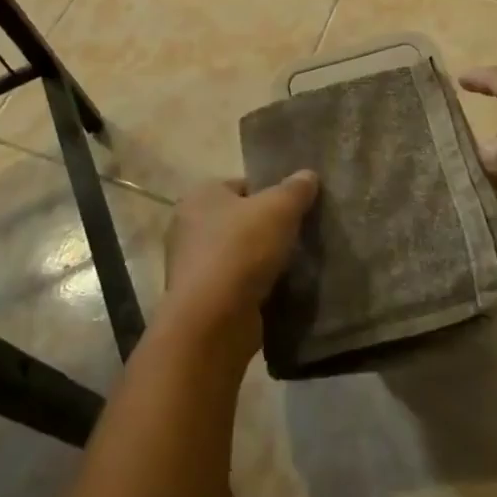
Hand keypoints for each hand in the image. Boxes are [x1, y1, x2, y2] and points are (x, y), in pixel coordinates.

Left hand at [162, 171, 318, 351]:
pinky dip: (253, 288)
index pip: (241, 185)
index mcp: (200, 195)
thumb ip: (295, 189)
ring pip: (237, 254)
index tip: (295, 209)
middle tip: (299, 237)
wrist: (213, 321)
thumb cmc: (241, 249)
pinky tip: (278, 291)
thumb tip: (308, 175)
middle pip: (239, 220)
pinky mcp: (200, 300)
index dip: (270, 193)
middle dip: (267, 229)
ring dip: (261, 261)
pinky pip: (235, 285)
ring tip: (294, 266)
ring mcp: (192, 266)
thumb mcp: (278, 209)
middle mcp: (188, 226)